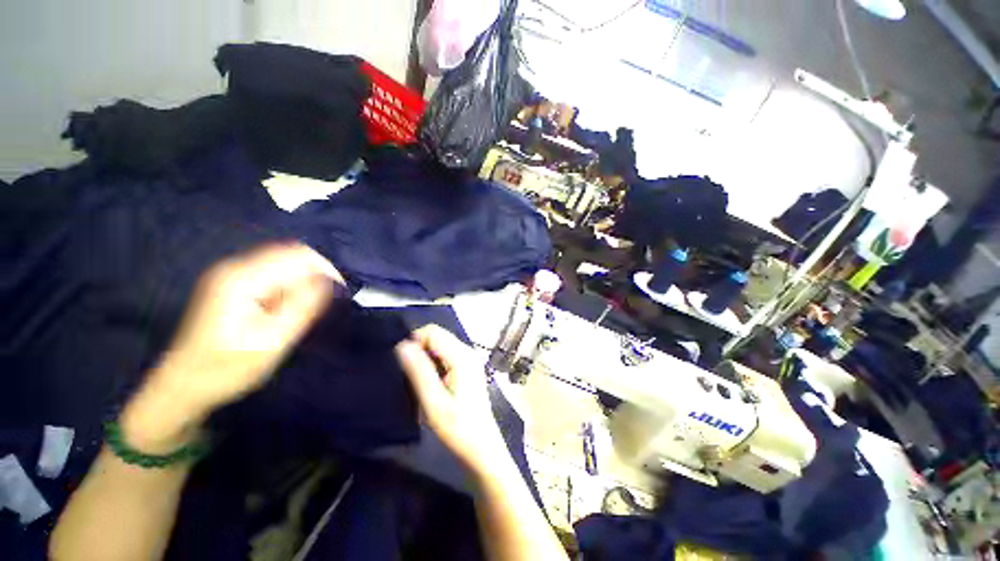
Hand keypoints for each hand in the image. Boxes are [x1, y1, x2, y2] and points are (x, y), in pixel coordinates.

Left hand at [123, 243, 341, 450]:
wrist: (182, 385)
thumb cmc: (226, 369)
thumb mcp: (271, 342)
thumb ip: (302, 307)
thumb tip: (330, 282)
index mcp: (242, 279)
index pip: (298, 255)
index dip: (326, 269)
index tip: (341, 293)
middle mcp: (235, 267)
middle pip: (291, 254)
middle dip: (316, 274)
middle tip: (326, 302)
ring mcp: (231, 274)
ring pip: (284, 263)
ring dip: (304, 281)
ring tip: (308, 308)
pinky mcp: (232, 284)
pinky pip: (273, 274)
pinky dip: (291, 286)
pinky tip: (289, 307)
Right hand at [394, 326, 506, 470]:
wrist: (481, 446)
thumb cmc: (458, 426)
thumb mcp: (433, 401)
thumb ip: (418, 371)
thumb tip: (402, 345)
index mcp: (461, 356)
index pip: (433, 332)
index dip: (414, 342)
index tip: (403, 365)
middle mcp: (468, 351)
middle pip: (438, 335)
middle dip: (420, 348)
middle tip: (409, 374)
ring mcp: (470, 358)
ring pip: (441, 344)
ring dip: (426, 356)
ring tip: (418, 379)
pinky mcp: (468, 367)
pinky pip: (447, 354)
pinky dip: (434, 362)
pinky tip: (431, 382)